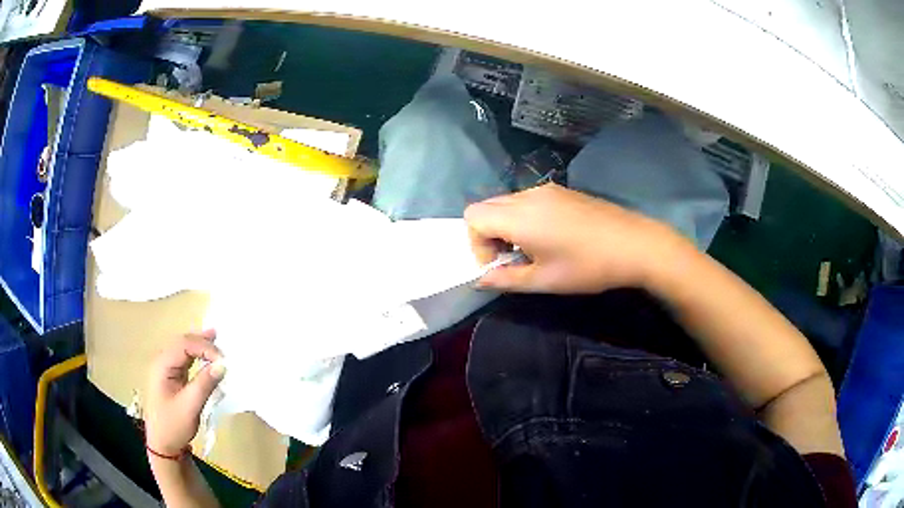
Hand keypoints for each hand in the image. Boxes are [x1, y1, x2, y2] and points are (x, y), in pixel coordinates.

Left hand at [145, 331, 224, 456]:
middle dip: (203, 342)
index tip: (224, 361)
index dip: (204, 347)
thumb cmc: (173, 426)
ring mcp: (167, 369)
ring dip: (200, 346)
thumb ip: (204, 384)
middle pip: (183, 342)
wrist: (163, 444)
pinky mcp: (173, 377)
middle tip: (224, 349)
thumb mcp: (190, 407)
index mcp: (162, 366)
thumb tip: (222, 365)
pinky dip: (198, 355)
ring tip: (217, 340)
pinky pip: (186, 359)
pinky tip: (206, 354)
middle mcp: (162, 362)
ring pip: (184, 348)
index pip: (184, 345)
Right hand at [465, 183, 686, 293]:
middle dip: (488, 234)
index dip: (476, 243)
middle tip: (512, 259)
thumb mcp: (544, 281)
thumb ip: (505, 280)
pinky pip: (528, 200)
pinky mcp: (562, 191)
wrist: (635, 244)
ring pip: (507, 202)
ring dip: (507, 226)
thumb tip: (480, 280)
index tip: (499, 264)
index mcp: (519, 216)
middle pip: (487, 206)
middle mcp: (528, 195)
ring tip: (532, 250)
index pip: (472, 216)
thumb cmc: (588, 267)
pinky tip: (551, 237)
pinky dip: (524, 218)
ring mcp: (547, 190)